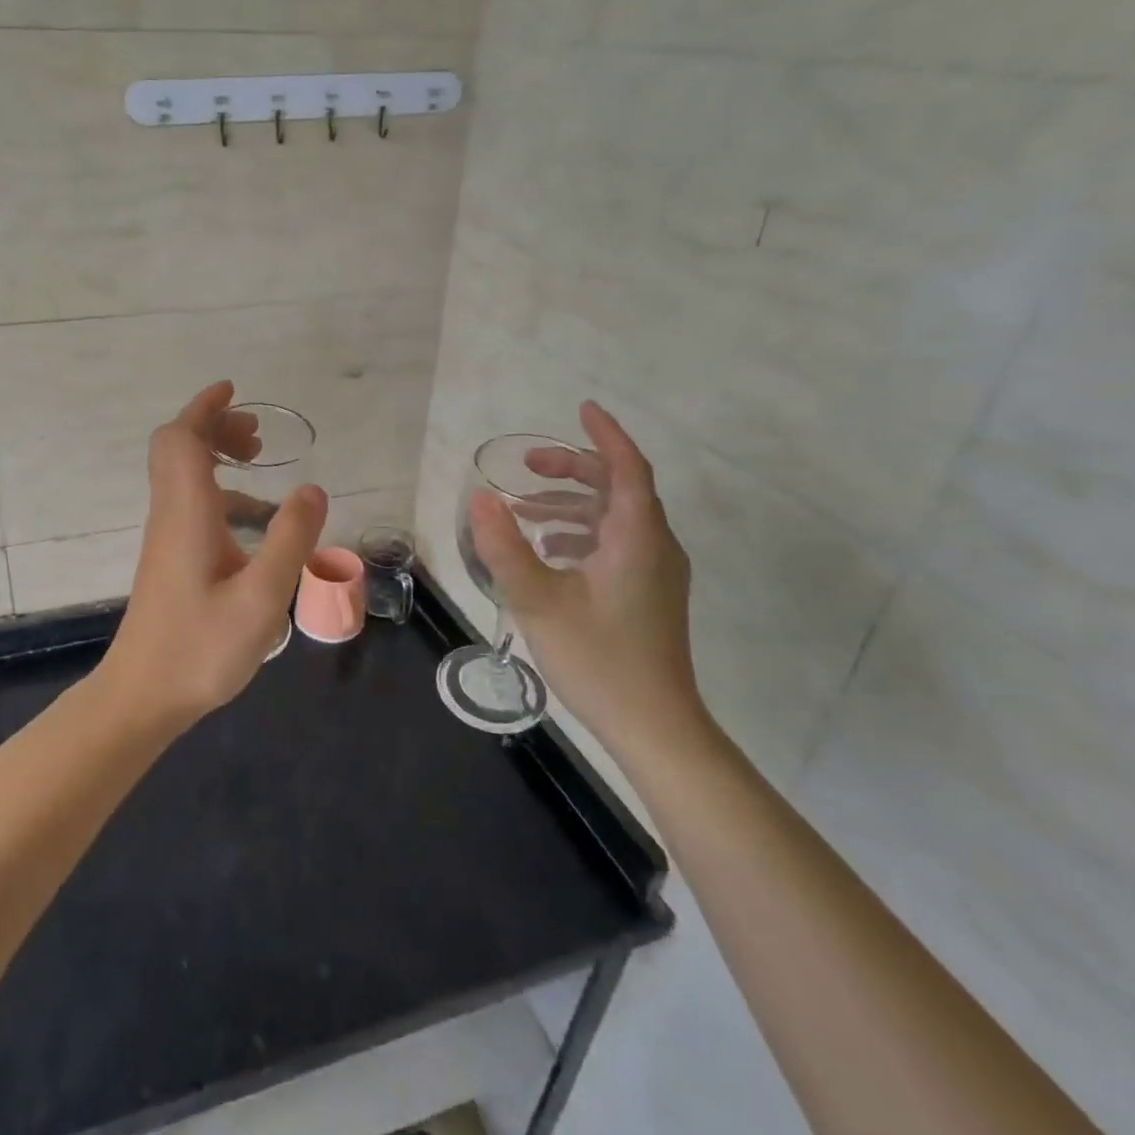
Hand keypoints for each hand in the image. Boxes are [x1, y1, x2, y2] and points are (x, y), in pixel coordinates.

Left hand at [102, 381, 327, 724]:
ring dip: (215, 456)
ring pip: (182, 475)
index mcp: (187, 514)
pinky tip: (253, 519)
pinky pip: (190, 503)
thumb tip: (312, 488)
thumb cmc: (200, 649)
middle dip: (214, 427)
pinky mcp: (169, 559)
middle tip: (256, 435)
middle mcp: (171, 515)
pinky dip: (219, 491)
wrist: (142, 696)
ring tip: (258, 462)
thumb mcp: (261, 598)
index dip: (204, 408)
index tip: (235, 392)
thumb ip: (289, 541)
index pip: (181, 440)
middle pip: (177, 449)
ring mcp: (166, 538)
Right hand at [468, 401, 705, 764]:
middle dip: (573, 469)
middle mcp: (654, 546)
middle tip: (526, 466)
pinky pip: (616, 543)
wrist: (654, 726)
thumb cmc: (598, 659)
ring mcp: (655, 572)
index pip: (627, 467)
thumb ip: (505, 546)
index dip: (605, 435)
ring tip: (524, 509)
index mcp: (636, 538)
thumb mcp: (538, 600)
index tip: (581, 408)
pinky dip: (581, 532)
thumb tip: (479, 498)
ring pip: (615, 517)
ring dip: (571, 503)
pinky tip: (548, 551)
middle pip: (619, 488)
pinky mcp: (648, 594)